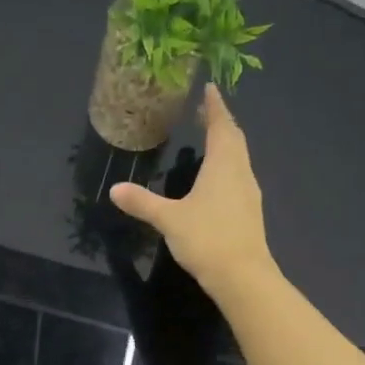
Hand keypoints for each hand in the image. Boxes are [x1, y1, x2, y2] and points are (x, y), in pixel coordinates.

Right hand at [109, 84, 273, 298]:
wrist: (242, 276)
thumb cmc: (207, 239)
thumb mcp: (169, 219)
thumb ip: (142, 202)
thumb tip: (114, 189)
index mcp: (223, 165)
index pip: (221, 126)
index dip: (215, 107)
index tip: (210, 88)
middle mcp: (240, 172)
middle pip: (234, 139)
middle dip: (220, 123)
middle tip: (205, 111)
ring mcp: (248, 193)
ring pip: (239, 159)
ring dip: (226, 145)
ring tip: (210, 140)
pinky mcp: (249, 213)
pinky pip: (238, 178)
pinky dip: (227, 168)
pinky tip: (216, 180)